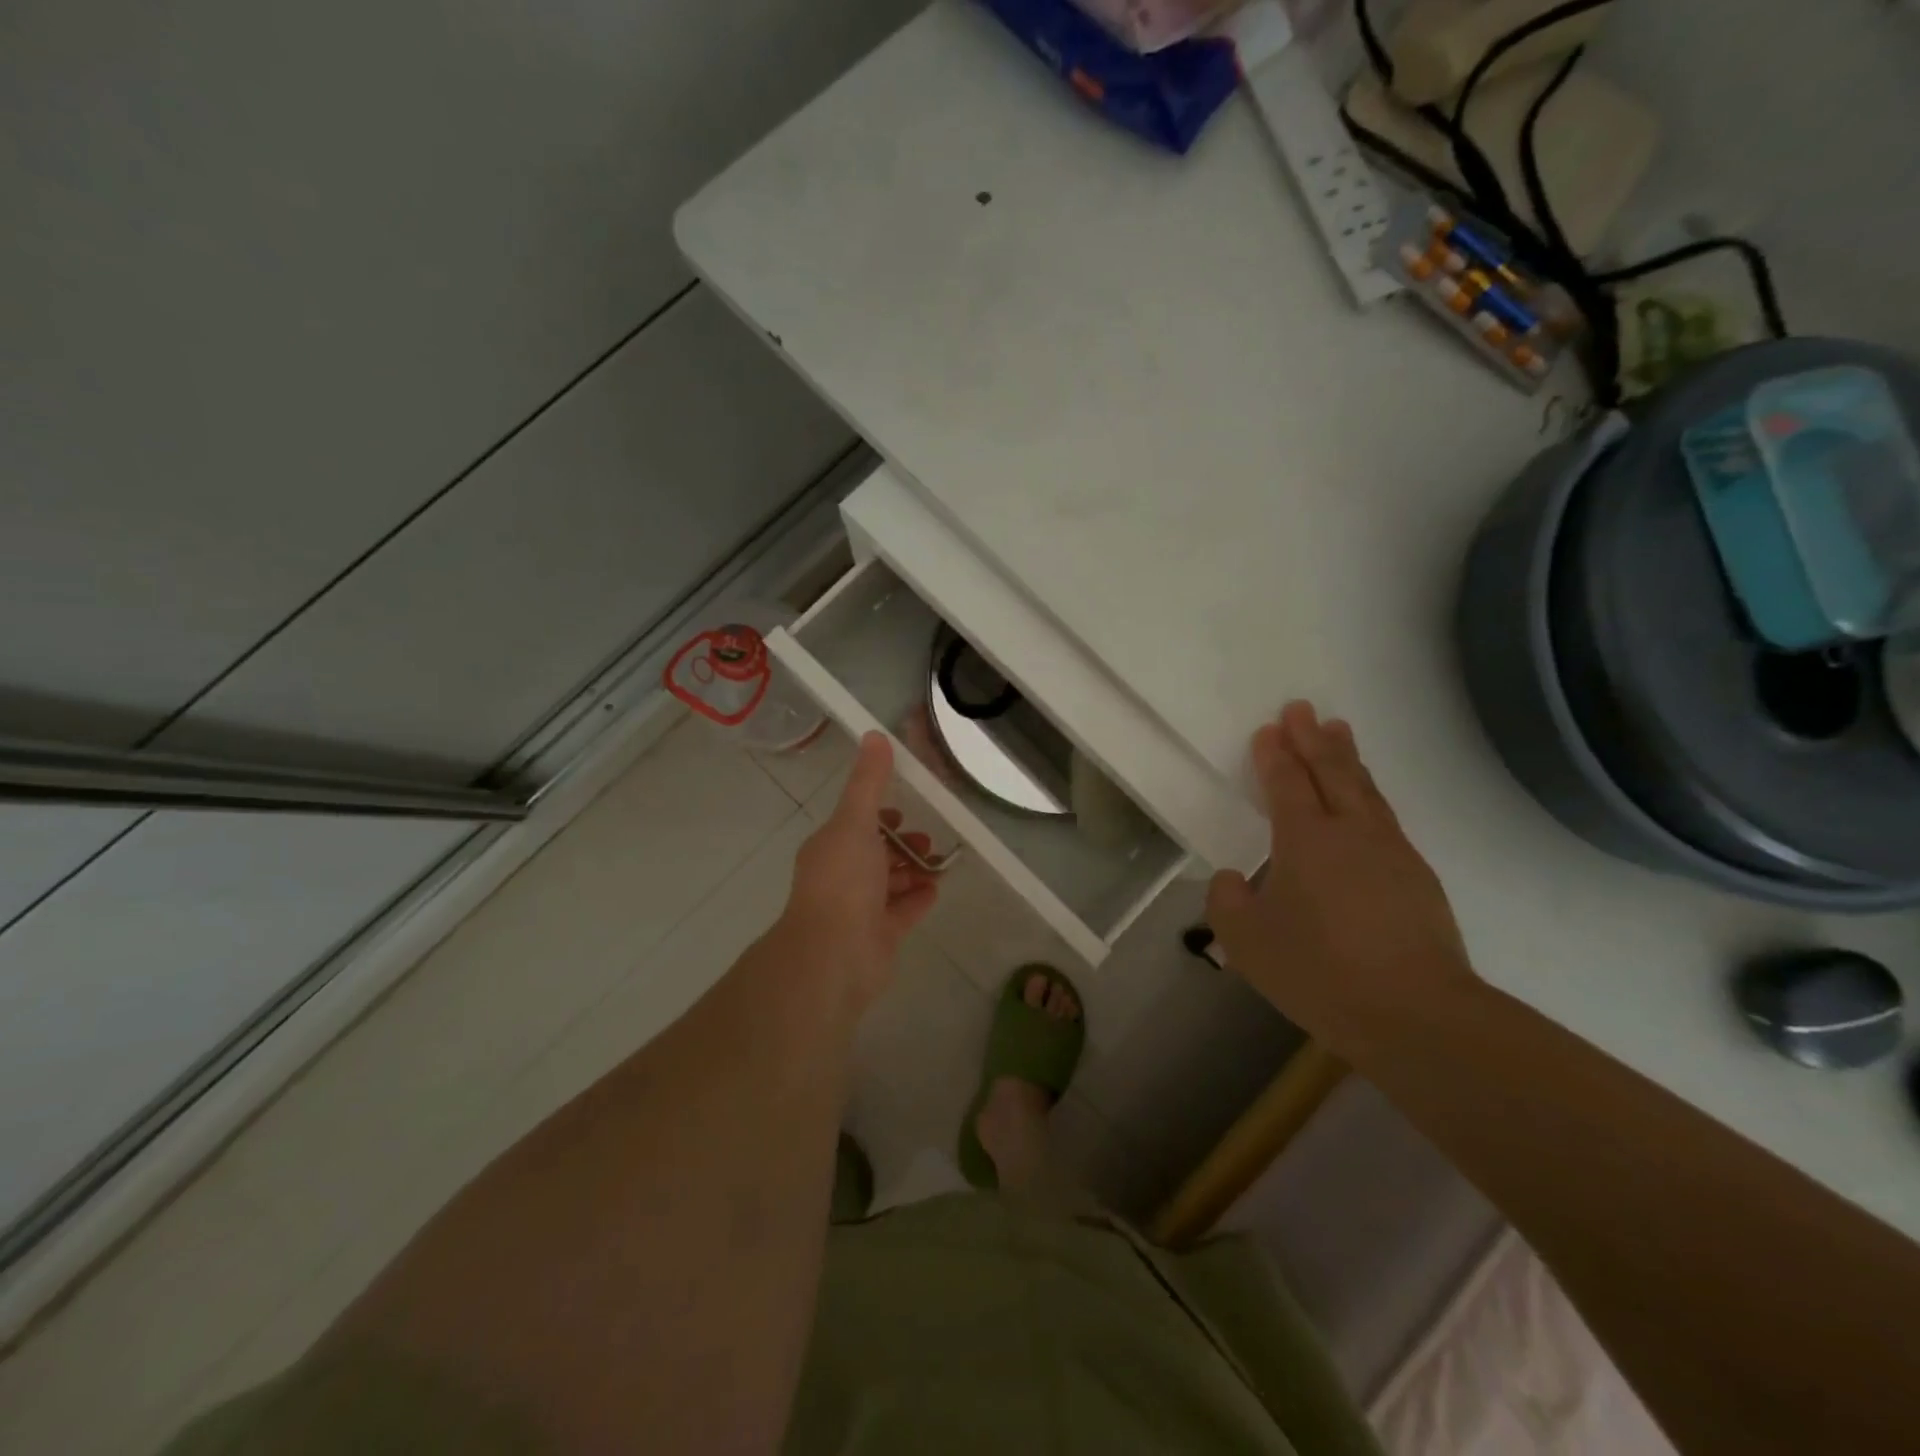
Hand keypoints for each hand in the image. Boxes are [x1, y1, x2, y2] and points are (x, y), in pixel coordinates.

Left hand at [777, 733, 939, 1010]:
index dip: (878, 816)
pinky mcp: (879, 936)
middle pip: (875, 854)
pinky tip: (937, 889)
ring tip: (939, 862)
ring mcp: (860, 910)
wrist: (835, 954)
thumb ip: (868, 782)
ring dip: (913, 870)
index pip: (855, 825)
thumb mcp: (855, 821)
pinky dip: (918, 898)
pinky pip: (902, 912)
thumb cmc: (843, 881)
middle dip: (901, 844)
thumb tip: (875, 735)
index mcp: (831, 848)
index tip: (903, 810)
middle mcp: (842, 877)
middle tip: (927, 841)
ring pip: (890, 883)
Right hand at [1206, 702, 1474, 1050]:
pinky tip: (1367, 802)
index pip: (1286, 783)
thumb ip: (1227, 901)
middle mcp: (1350, 831)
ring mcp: (1391, 851)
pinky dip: (1369, 794)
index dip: (1275, 754)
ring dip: (1347, 757)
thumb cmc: (1319, 971)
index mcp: (1305, 839)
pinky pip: (1385, 817)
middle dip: (1312, 738)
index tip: (1269, 729)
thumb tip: (1232, 878)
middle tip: (1302, 708)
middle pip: (1331, 771)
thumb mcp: (1246, 941)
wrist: (1415, 1013)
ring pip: (1365, 789)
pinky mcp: (1418, 876)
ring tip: (1338, 731)